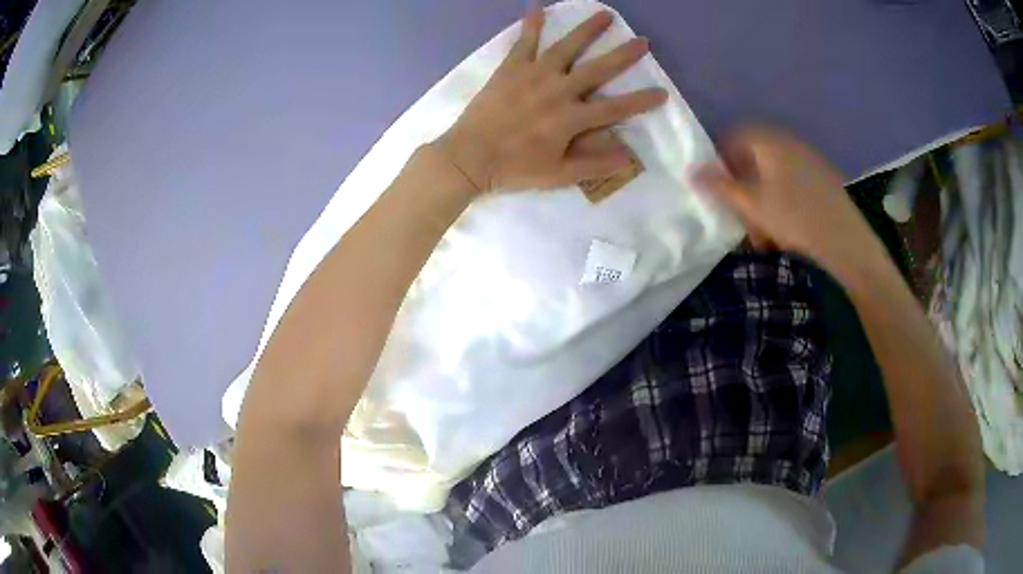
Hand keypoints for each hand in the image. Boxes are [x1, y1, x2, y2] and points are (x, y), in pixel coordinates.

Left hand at [434, 9, 667, 193]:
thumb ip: (594, 164)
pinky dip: (531, 23)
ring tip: (605, 14)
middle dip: (624, 55)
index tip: (663, 92)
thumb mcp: (558, 175)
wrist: (469, 156)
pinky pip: (524, 41)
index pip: (616, 108)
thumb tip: (629, 156)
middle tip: (643, 41)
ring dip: (588, 29)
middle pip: (598, 69)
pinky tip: (537, 6)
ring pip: (567, 47)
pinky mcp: (511, 68)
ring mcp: (534, 75)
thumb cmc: (515, 168)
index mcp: (572, 118)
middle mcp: (559, 90)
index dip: (641, 101)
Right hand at [692, 126, 881, 270]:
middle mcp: (788, 142)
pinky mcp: (823, 177)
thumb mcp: (752, 205)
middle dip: (744, 184)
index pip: (736, 136)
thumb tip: (690, 170)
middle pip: (756, 156)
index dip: (722, 159)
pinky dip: (783, 200)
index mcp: (769, 141)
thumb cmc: (794, 218)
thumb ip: (720, 187)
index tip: (718, 186)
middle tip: (741, 213)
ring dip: (763, 197)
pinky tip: (786, 228)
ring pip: (775, 172)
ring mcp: (809, 159)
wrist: (844, 239)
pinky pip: (794, 181)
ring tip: (763, 230)